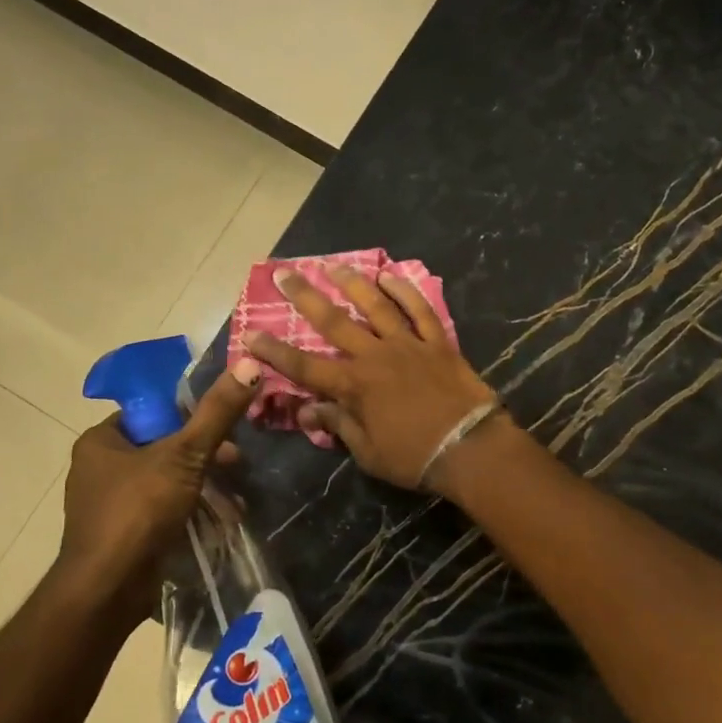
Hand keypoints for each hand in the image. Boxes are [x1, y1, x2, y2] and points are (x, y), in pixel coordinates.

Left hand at [57, 359, 260, 609]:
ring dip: (202, 488)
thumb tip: (248, 363)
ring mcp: (110, 506)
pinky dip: (190, 513)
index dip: (188, 416)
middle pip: (162, 448)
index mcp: (101, 442)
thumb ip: (216, 413)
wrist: (107, 591)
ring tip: (234, 498)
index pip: (150, 413)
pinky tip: (219, 521)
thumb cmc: (137, 512)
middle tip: (234, 462)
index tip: (222, 426)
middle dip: (203, 457)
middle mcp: (100, 470)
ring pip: (166, 483)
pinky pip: (163, 513)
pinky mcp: (124, 536)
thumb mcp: (183, 455)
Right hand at [246, 267, 497, 490]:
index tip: (251, 333)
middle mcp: (375, 356)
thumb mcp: (368, 452)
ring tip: (332, 265)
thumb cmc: (414, 457)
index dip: (275, 351)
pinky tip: (390, 276)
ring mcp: (408, 345)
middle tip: (284, 273)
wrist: (470, 448)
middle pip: (334, 322)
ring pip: (375, 306)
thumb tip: (306, 412)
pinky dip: (405, 292)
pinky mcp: (437, 343)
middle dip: (305, 297)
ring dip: (352, 283)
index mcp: (354, 386)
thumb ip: (338, 425)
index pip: (304, 366)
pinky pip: (419, 311)